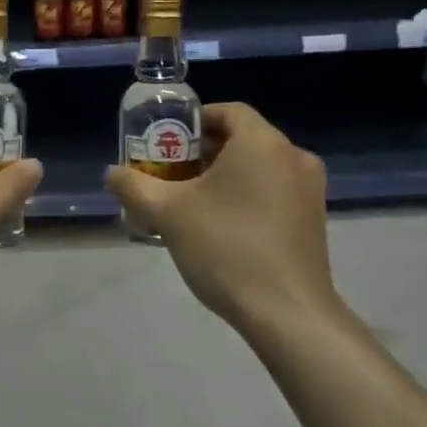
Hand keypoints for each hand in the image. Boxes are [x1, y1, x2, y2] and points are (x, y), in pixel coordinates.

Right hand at [106, 103, 336, 333]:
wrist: (288, 315)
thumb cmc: (227, 248)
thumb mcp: (168, 213)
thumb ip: (134, 186)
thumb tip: (111, 173)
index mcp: (261, 142)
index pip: (227, 111)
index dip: (195, 122)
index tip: (169, 143)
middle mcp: (293, 156)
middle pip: (243, 138)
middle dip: (205, 151)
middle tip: (173, 174)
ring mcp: (310, 189)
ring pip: (260, 165)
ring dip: (227, 174)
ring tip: (193, 201)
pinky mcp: (315, 219)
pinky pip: (276, 190)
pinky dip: (249, 194)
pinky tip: (224, 225)